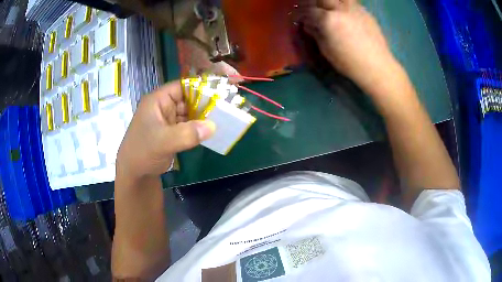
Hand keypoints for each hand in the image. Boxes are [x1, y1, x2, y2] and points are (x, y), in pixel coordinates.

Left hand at [116, 81, 214, 180]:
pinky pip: (188, 126)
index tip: (219, 93)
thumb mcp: (162, 142)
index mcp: (158, 101)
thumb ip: (187, 134)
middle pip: (188, 99)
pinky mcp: (172, 133)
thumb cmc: (142, 153)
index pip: (182, 86)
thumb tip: (212, 126)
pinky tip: (211, 131)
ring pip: (189, 113)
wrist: (134, 175)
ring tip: (223, 118)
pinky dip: (199, 128)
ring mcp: (168, 121)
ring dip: (203, 116)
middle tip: (226, 108)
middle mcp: (164, 107)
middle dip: (205, 103)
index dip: (200, 87)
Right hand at [300, 0, 396, 91]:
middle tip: (314, 11)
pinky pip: (351, 3)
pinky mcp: (366, 12)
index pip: (309, 10)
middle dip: (315, 3)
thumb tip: (308, 24)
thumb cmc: (349, 62)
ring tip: (331, 10)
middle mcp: (341, 9)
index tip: (298, 18)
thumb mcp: (327, 50)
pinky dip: (344, 5)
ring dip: (331, 2)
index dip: (300, 13)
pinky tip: (345, 15)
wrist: (377, 66)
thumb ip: (315, 33)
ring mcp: (355, 9)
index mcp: (328, 19)